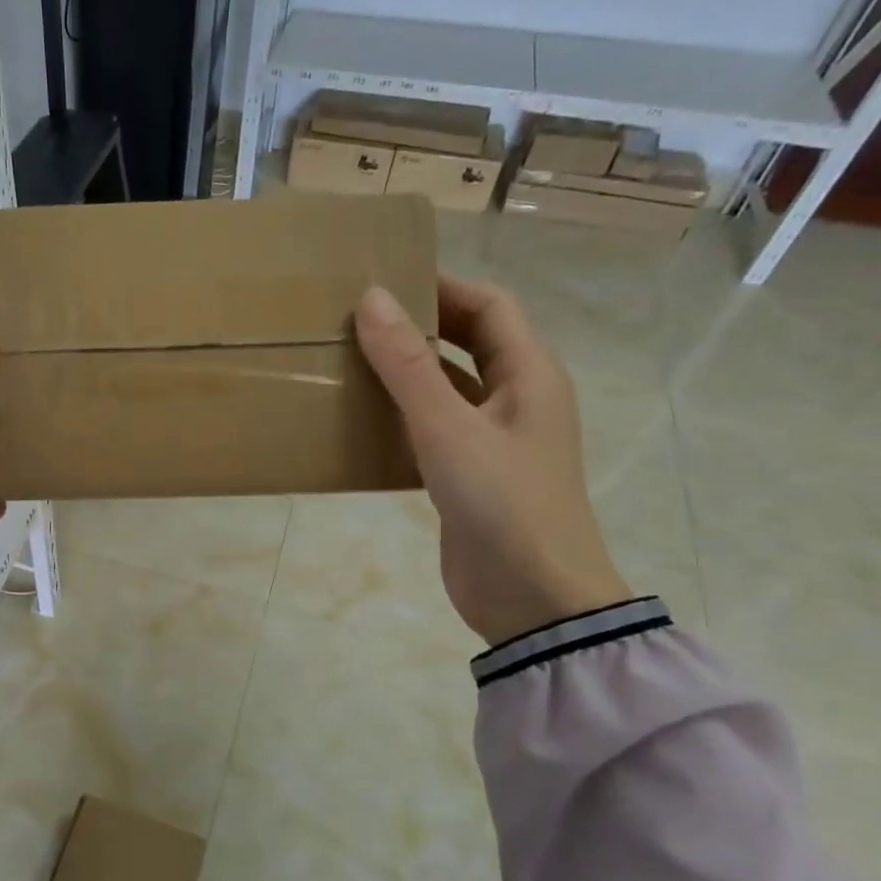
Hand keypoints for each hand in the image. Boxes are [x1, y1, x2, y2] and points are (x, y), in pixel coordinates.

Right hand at [355, 278, 630, 646]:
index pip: (490, 306)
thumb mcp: (449, 429)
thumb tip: (371, 299)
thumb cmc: (502, 504)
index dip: (442, 286)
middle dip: (420, 326)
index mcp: (530, 375)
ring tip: (348, 362)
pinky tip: (360, 422)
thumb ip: (408, 366)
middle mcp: (517, 400)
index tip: (383, 281)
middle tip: (356, 320)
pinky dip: (402, 417)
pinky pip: (434, 429)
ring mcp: (494, 440)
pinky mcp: (470, 476)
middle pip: (470, 342)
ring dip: (406, 373)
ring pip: (448, 388)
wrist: (532, 599)